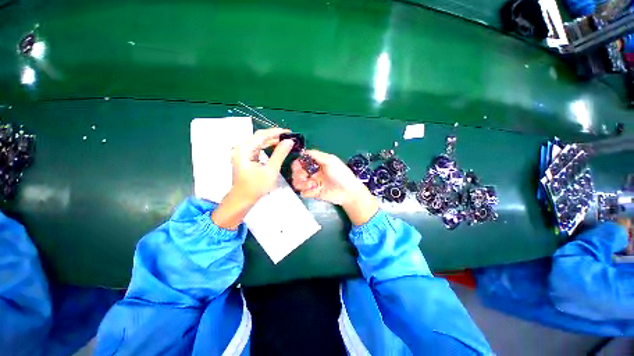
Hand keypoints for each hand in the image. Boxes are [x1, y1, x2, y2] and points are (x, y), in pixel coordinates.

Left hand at [212, 128, 293, 228]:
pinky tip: (276, 147)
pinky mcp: (246, 157)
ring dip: (272, 141)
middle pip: (260, 137)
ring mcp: (243, 152)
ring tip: (285, 141)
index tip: (289, 132)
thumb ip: (280, 154)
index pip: (262, 135)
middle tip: (289, 136)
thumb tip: (289, 141)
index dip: (276, 132)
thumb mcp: (271, 170)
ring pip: (259, 142)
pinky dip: (268, 147)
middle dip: (275, 136)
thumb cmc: (256, 186)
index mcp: (244, 149)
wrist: (242, 199)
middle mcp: (242, 147)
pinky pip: (258, 148)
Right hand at [291, 150, 377, 225]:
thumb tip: (304, 152)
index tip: (298, 166)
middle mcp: (312, 173)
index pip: (301, 162)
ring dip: (302, 184)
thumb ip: (317, 155)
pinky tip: (315, 191)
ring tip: (312, 185)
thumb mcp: (330, 160)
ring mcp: (312, 184)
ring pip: (298, 183)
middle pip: (296, 173)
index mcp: (316, 164)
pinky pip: (303, 193)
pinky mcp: (313, 194)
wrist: (348, 192)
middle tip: (305, 177)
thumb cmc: (341, 174)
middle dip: (298, 175)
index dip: (297, 164)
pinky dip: (307, 192)